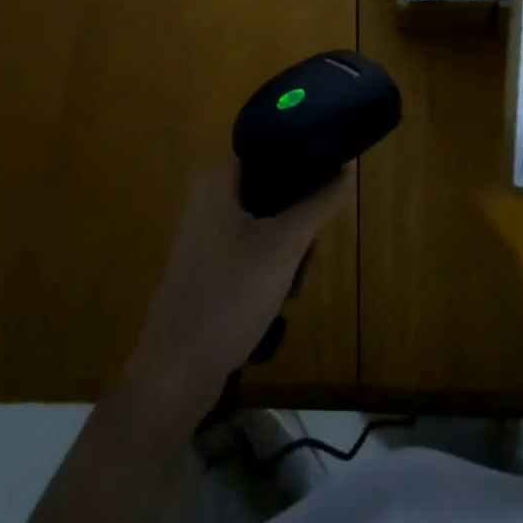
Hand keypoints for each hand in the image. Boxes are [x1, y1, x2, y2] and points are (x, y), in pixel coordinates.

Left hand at [123, 163, 349, 413]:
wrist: (176, 373)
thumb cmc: (231, 295)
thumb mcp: (285, 245)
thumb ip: (318, 202)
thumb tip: (346, 167)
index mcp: (216, 178)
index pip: (271, 149)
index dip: (303, 164)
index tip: (327, 190)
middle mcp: (205, 197)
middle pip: (271, 189)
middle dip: (296, 220)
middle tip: (306, 252)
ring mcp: (202, 233)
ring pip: (264, 223)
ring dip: (286, 249)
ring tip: (293, 284)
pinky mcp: (204, 265)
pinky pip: (247, 248)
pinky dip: (267, 267)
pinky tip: (277, 298)